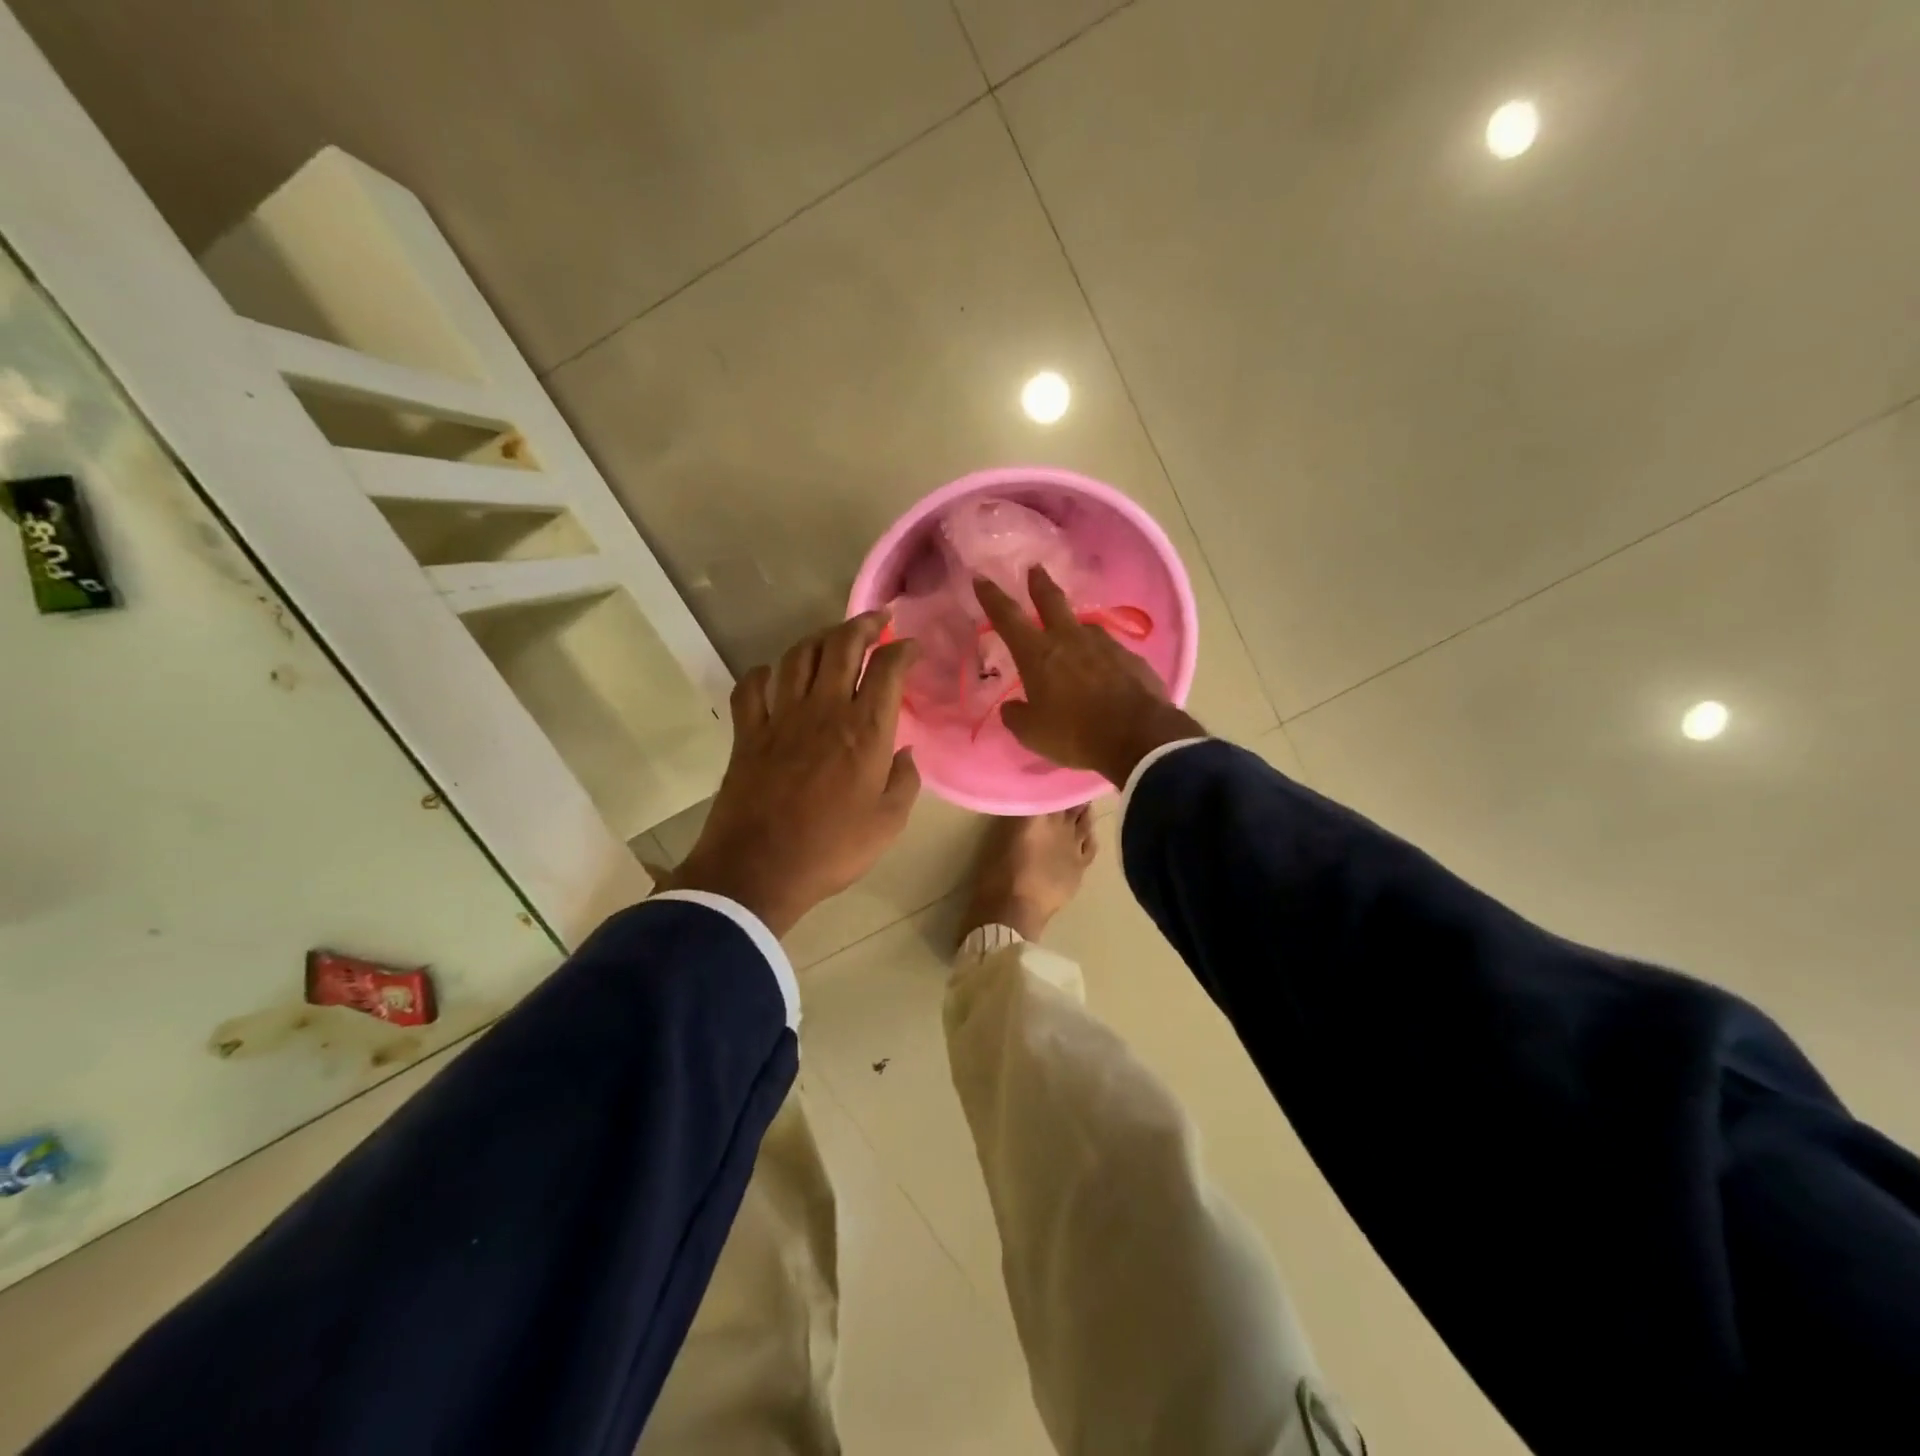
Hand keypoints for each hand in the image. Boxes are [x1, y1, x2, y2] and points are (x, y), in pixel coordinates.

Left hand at [671, 612, 920, 936]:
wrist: (759, 871)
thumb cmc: (832, 849)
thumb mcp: (889, 823)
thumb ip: (904, 781)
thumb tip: (906, 752)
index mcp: (864, 730)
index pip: (887, 668)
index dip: (903, 649)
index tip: (912, 647)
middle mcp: (824, 710)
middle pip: (842, 646)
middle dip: (863, 624)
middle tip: (877, 620)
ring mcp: (781, 717)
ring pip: (798, 656)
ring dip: (819, 639)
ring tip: (833, 639)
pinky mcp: (748, 733)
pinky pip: (752, 688)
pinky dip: (764, 674)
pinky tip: (774, 675)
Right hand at [975, 566, 1203, 785]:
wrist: (1139, 736)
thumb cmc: (1075, 734)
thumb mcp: (1032, 734)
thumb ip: (1016, 716)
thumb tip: (1011, 707)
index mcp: (1038, 654)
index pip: (1007, 617)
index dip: (992, 597)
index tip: (981, 578)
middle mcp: (1070, 639)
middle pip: (1051, 601)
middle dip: (1039, 583)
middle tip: (1035, 569)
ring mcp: (1104, 645)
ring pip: (1083, 627)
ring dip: (1073, 628)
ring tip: (1072, 639)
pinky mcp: (1131, 658)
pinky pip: (1108, 651)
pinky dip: (1099, 657)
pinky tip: (1103, 672)